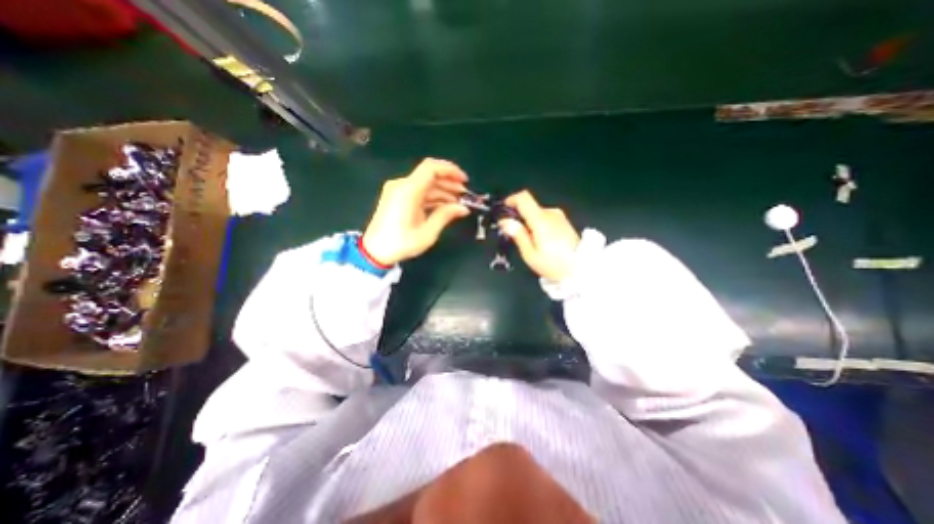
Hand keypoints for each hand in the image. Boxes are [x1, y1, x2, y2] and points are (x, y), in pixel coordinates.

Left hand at [361, 157, 469, 264]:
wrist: (374, 251)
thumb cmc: (401, 243)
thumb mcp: (427, 232)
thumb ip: (446, 216)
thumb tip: (463, 208)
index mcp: (408, 190)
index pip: (431, 168)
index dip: (450, 170)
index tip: (464, 181)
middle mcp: (402, 185)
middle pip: (430, 175)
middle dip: (450, 183)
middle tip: (465, 195)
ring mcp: (398, 190)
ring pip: (425, 184)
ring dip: (443, 191)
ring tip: (458, 203)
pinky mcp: (397, 197)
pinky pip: (418, 192)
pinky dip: (432, 197)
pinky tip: (444, 206)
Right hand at [499, 190, 580, 282]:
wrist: (580, 270)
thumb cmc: (553, 264)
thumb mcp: (530, 254)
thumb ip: (518, 234)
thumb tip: (505, 221)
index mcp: (541, 219)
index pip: (523, 198)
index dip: (511, 200)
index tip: (504, 211)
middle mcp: (551, 213)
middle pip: (530, 207)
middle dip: (519, 217)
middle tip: (514, 234)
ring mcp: (559, 217)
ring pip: (537, 213)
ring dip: (529, 222)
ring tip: (529, 242)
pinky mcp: (564, 222)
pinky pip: (546, 217)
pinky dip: (538, 224)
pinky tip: (541, 241)